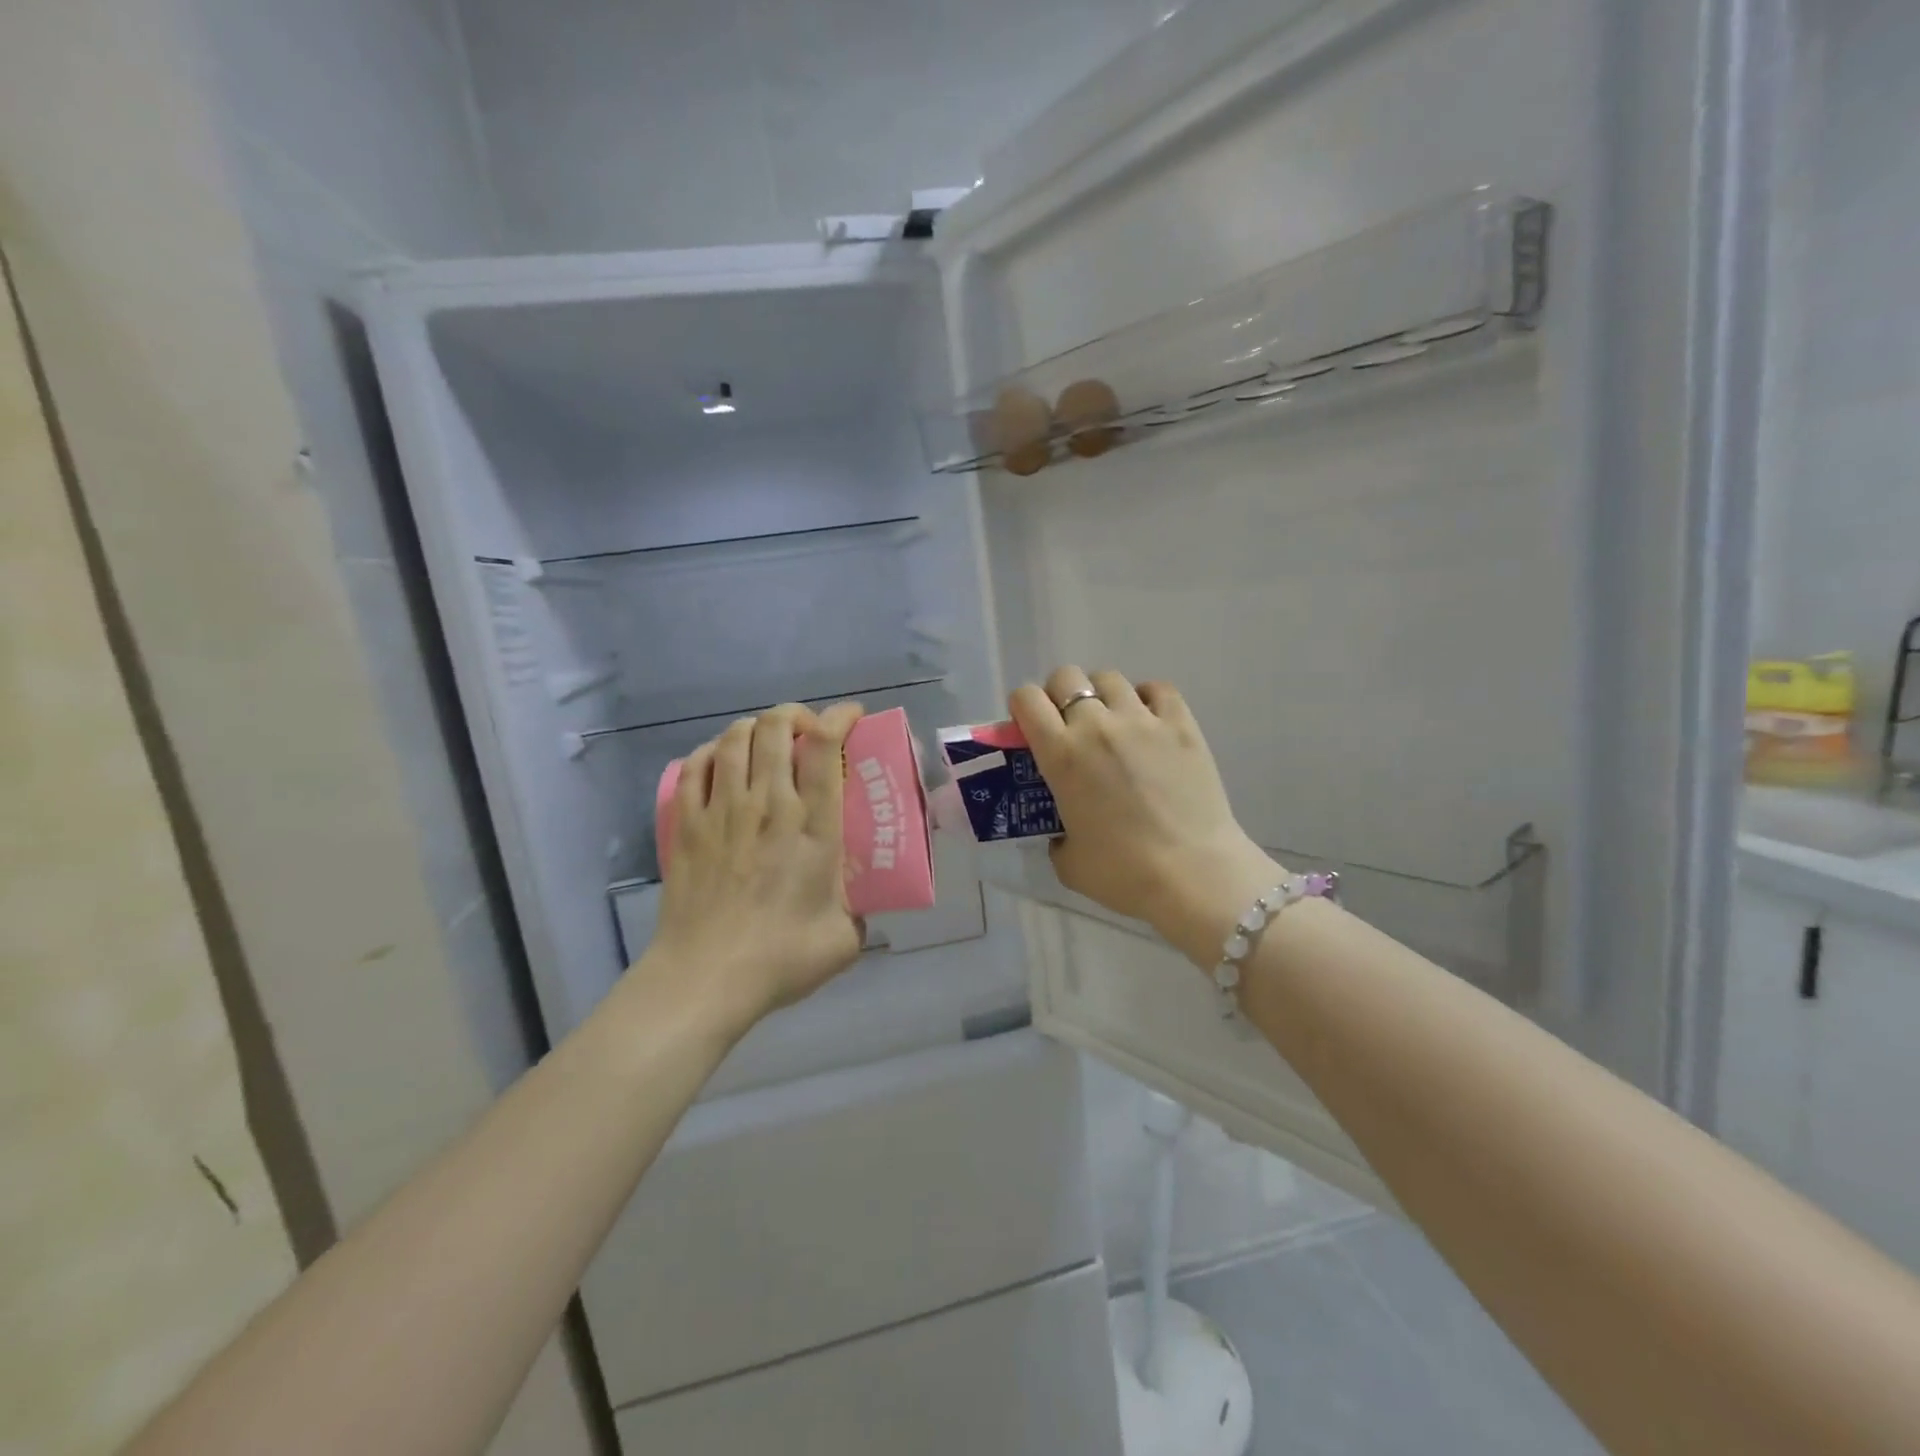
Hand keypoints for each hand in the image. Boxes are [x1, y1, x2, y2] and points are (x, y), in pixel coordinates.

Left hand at [643, 702, 865, 1036]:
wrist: (705, 978)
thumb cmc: (780, 959)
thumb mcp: (844, 939)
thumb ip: (859, 911)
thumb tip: (861, 902)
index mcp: (813, 827)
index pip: (825, 747)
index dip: (840, 718)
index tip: (851, 718)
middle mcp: (768, 805)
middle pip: (777, 727)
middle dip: (796, 714)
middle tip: (808, 730)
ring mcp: (722, 810)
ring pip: (735, 738)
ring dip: (756, 728)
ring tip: (768, 741)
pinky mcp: (686, 824)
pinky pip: (696, 765)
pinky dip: (712, 751)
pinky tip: (722, 761)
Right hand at [1009, 668, 1280, 965]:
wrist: (1193, 874)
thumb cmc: (1123, 873)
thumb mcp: (1068, 861)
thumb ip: (1057, 836)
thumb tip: (1065, 831)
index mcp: (1061, 754)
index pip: (1026, 699)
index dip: (1023, 707)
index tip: (1030, 727)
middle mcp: (1096, 725)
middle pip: (1066, 677)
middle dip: (1060, 695)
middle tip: (1070, 726)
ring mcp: (1142, 720)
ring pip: (1110, 678)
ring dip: (1102, 696)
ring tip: (1112, 722)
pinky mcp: (1181, 724)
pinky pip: (1157, 689)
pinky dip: (1147, 698)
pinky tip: (1149, 721)